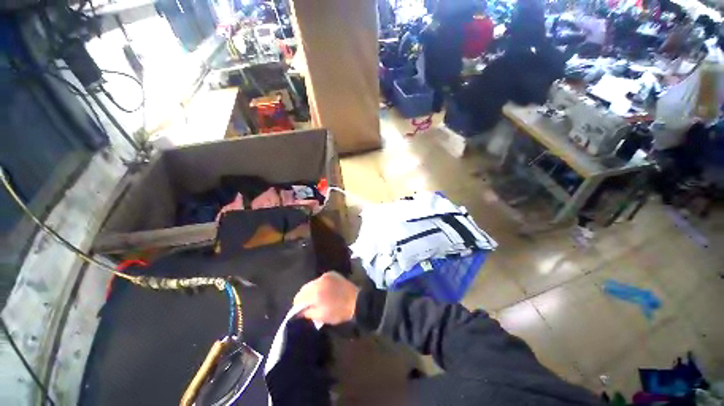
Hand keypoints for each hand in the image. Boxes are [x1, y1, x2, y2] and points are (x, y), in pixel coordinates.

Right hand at [293, 272, 359, 324]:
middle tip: (308, 305)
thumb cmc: (338, 311)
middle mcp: (319, 281)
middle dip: (304, 296)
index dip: (298, 304)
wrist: (356, 300)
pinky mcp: (332, 273)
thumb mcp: (321, 316)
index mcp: (315, 292)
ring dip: (312, 290)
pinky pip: (321, 279)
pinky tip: (325, 290)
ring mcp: (326, 275)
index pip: (299, 297)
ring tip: (317, 298)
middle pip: (305, 288)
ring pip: (313, 283)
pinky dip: (320, 285)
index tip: (300, 310)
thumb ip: (307, 312)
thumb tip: (299, 311)